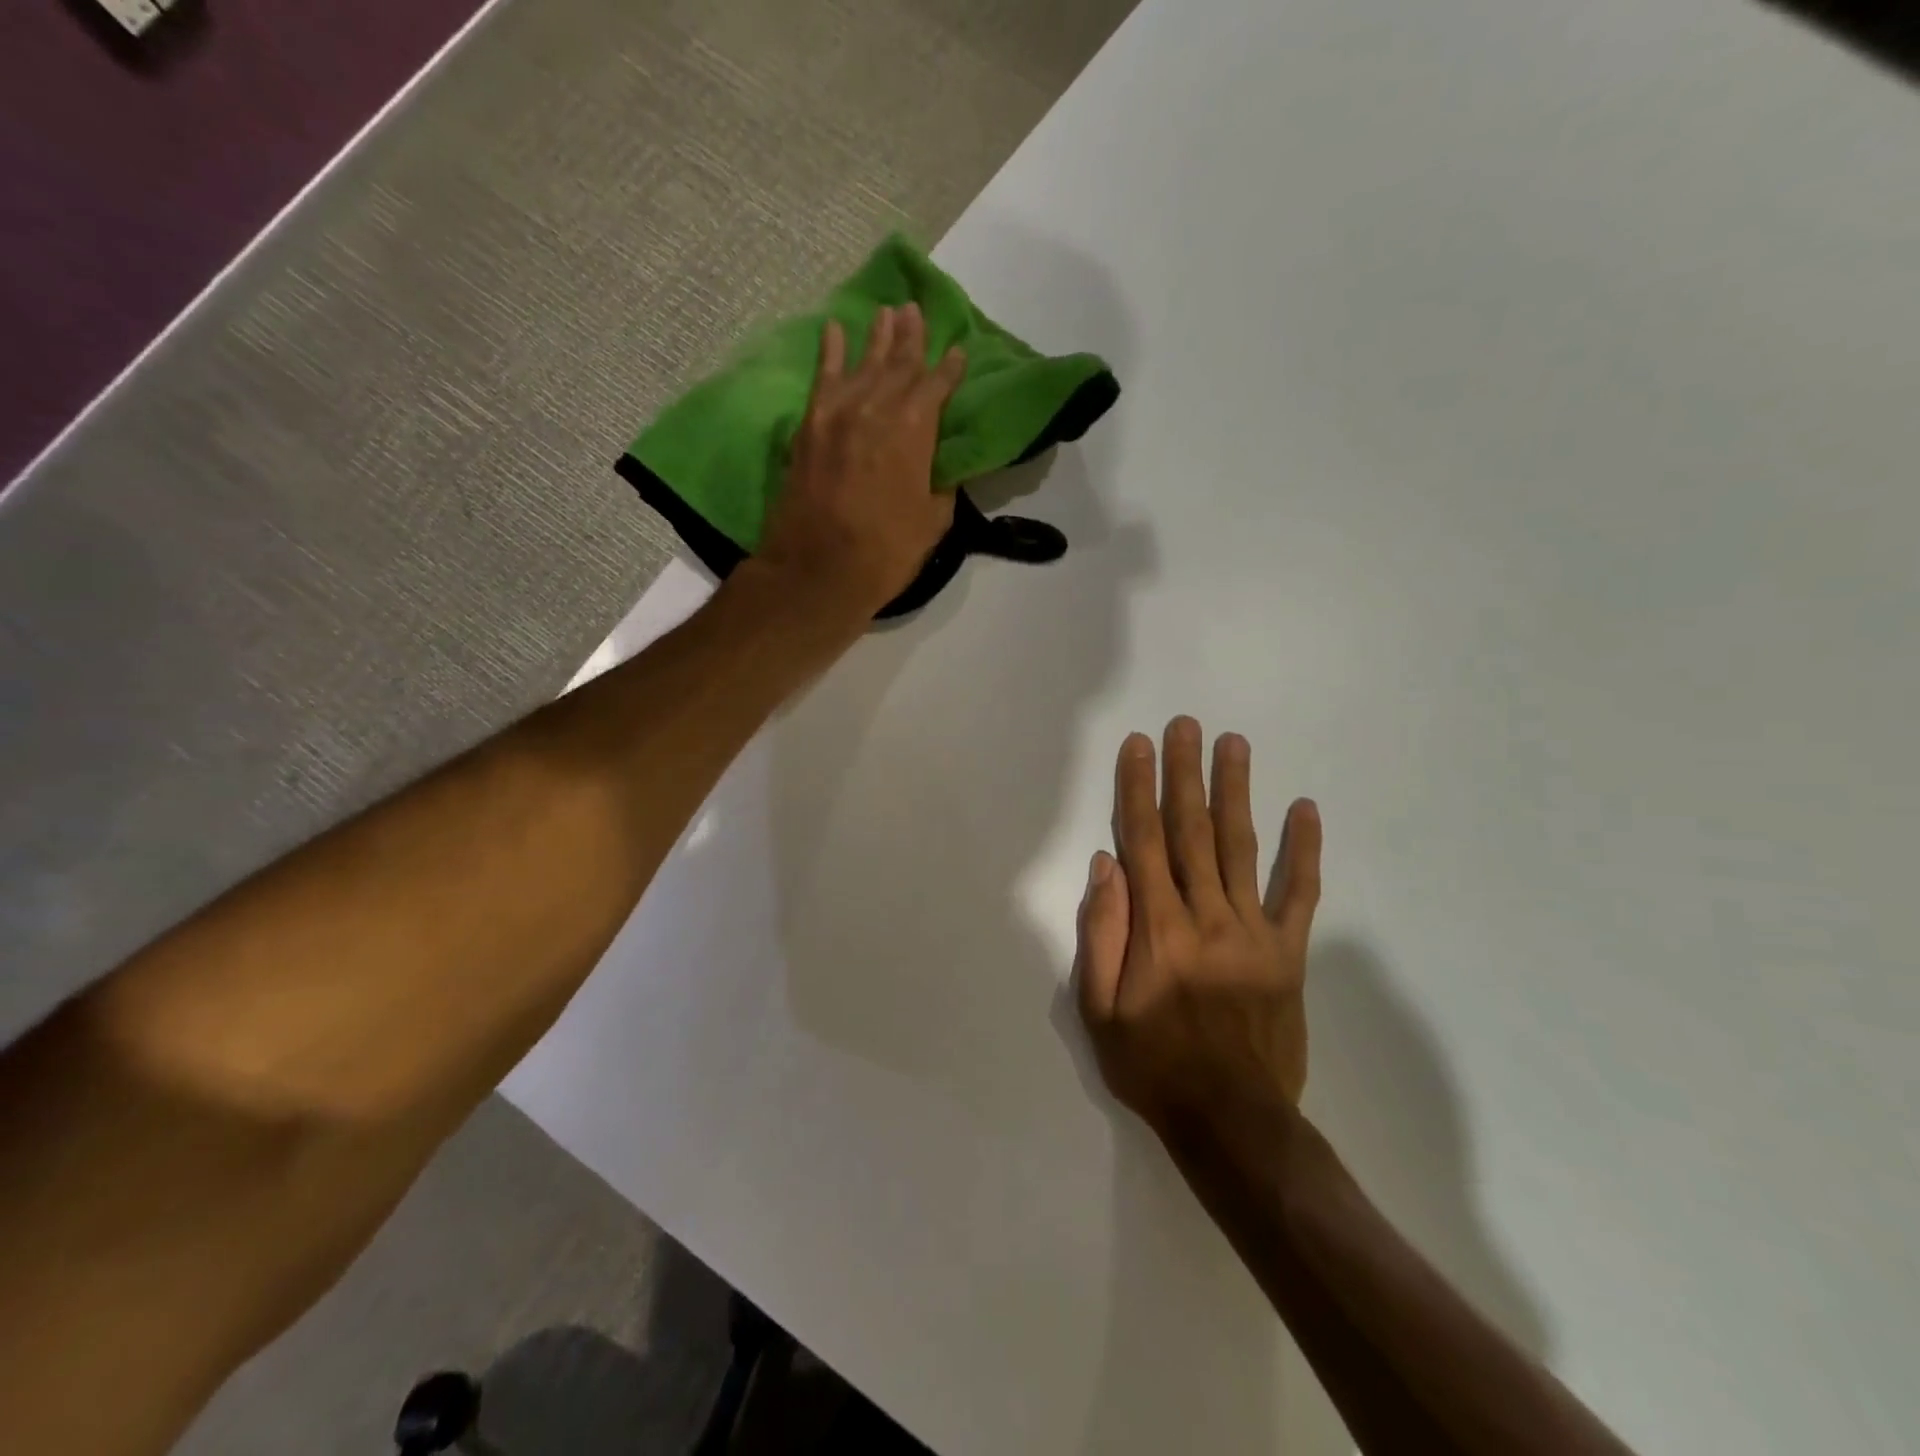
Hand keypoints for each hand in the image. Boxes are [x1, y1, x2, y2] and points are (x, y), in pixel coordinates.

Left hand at [756, 303, 966, 618]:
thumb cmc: (884, 554)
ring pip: (863, 363)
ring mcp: (838, 414)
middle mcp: (877, 410)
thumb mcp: (932, 523)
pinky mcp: (809, 427)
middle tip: (917, 311)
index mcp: (915, 431)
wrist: (816, 571)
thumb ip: (940, 485)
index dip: (950, 369)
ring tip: (888, 312)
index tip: (958, 352)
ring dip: (877, 337)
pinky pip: (822, 379)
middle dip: (911, 338)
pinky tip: (835, 331)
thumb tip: (941, 468)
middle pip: (899, 365)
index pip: (937, 388)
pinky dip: (830, 353)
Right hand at [1074, 717, 1322, 1138]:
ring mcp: (1253, 931)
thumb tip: (1107, 866)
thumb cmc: (1154, 1065)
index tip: (1138, 747)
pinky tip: (1306, 809)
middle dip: (1185, 773)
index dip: (1139, 790)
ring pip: (1240, 847)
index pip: (1144, 842)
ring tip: (1233, 744)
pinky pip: (1298, 893)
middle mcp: (1206, 916)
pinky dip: (1303, 850)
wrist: (1233, 1122)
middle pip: (1192, 830)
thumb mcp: (1100, 1010)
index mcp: (1157, 930)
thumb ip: (1102, 933)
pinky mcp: (1288, 951)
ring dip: (1235, 791)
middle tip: (1186, 725)